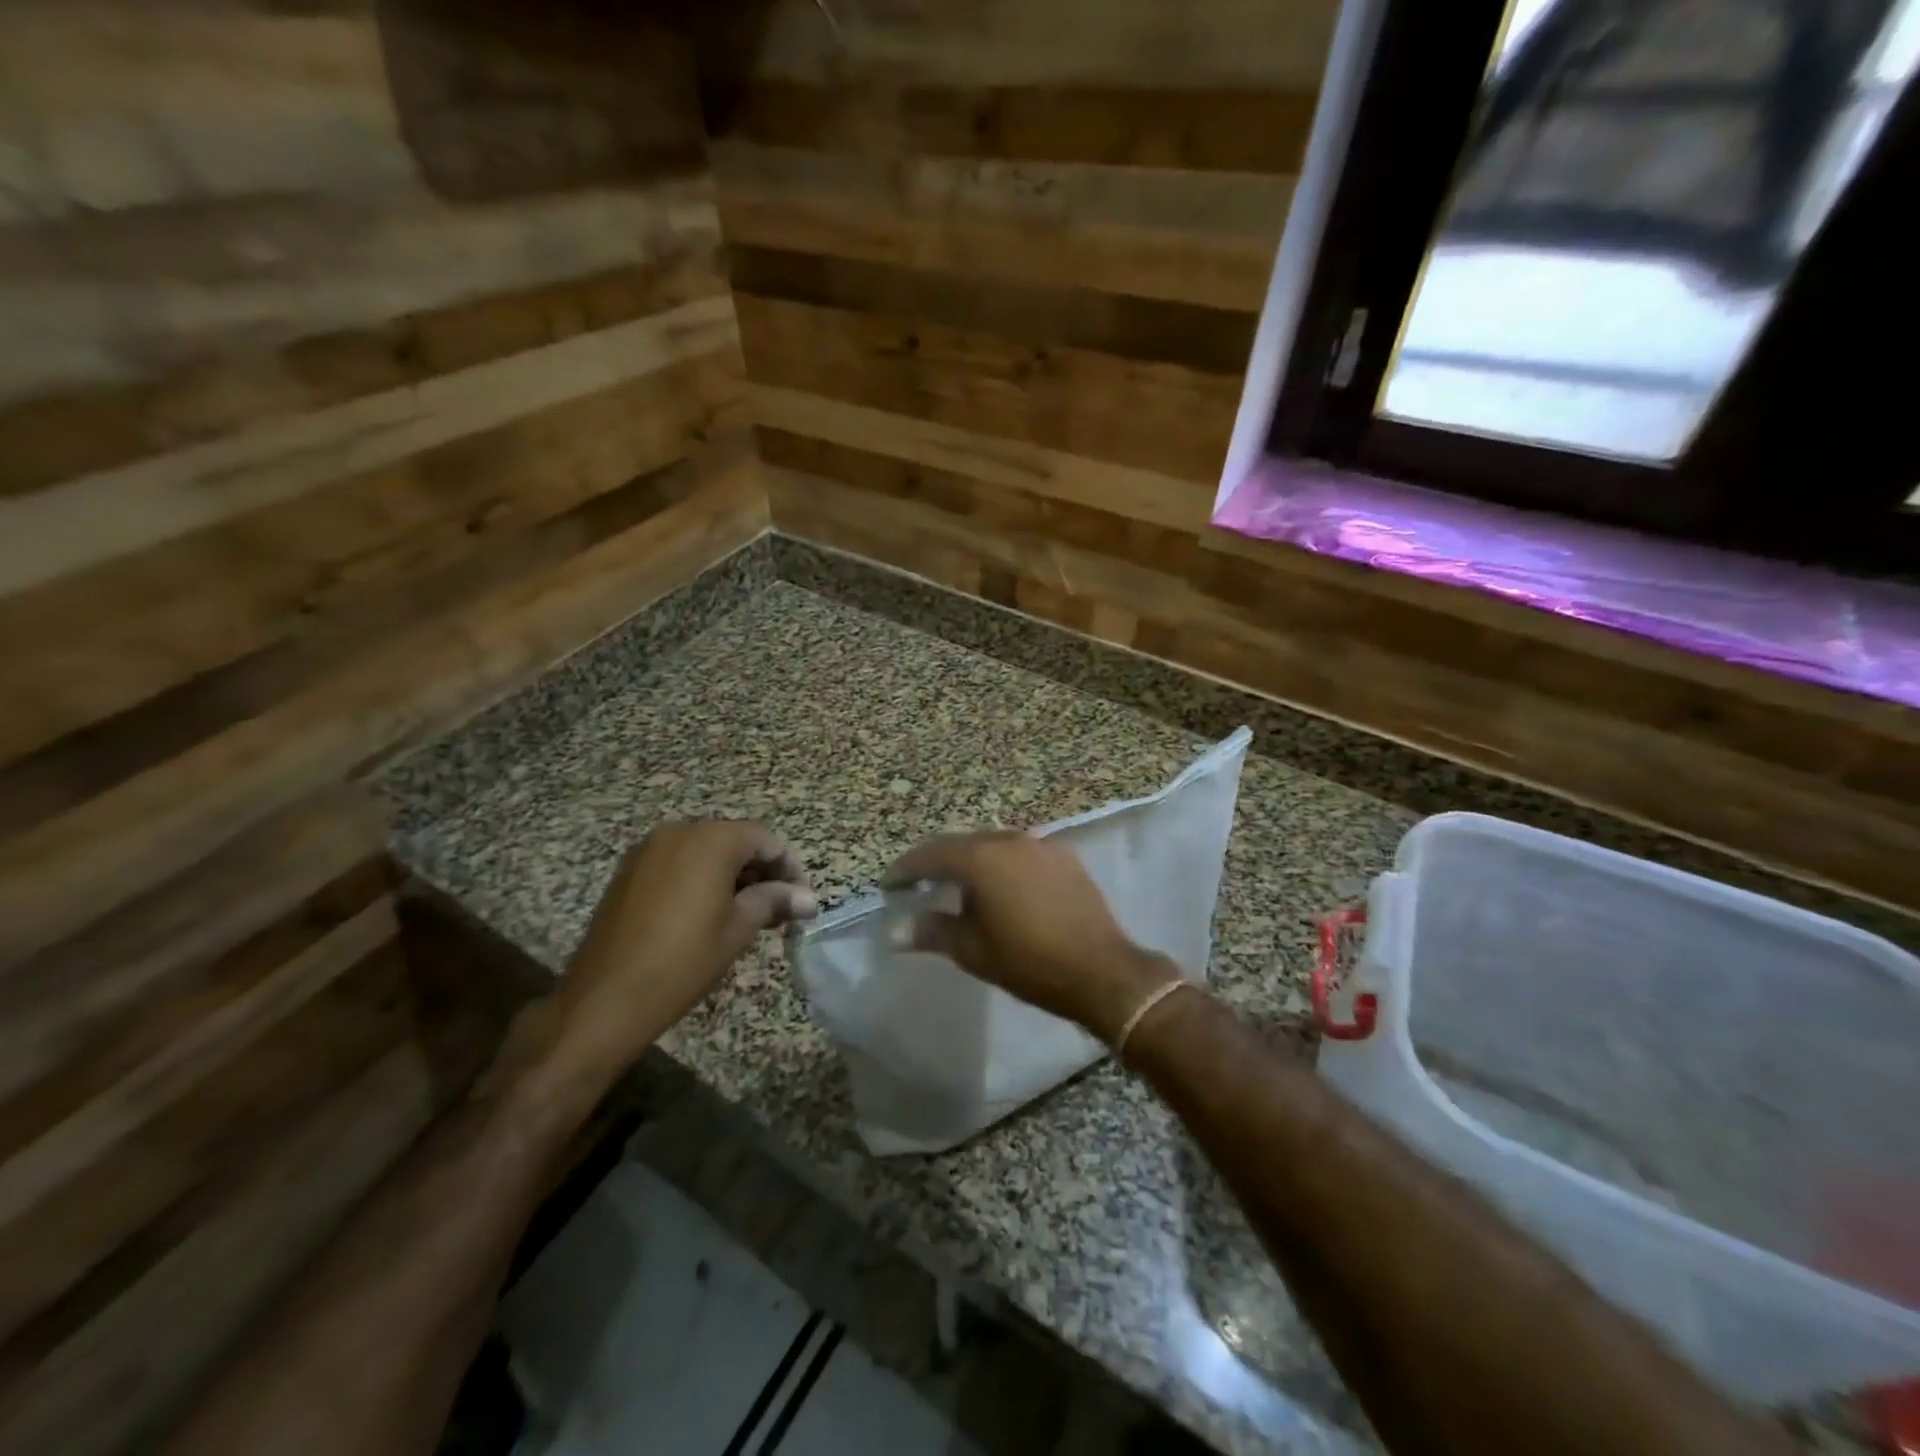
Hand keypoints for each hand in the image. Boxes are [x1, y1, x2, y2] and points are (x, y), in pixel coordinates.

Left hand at [555, 821, 816, 1067]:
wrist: (604, 1000)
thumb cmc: (683, 961)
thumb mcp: (738, 929)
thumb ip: (774, 901)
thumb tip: (808, 898)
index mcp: (710, 840)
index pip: (764, 839)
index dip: (789, 866)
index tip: (800, 899)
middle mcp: (677, 832)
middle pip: (733, 840)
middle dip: (760, 870)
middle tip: (778, 908)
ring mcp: (647, 850)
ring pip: (704, 851)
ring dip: (730, 874)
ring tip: (746, 913)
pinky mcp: (628, 872)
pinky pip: (676, 863)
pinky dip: (699, 878)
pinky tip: (707, 913)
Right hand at [883, 831, 1176, 1043]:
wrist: (1102, 970)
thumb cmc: (1029, 962)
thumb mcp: (973, 950)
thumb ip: (932, 931)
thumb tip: (895, 931)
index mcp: (982, 857)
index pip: (931, 854)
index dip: (905, 870)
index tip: (889, 887)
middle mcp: (1010, 839)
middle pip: (961, 844)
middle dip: (936, 863)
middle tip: (917, 886)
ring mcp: (1040, 845)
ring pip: (992, 845)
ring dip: (970, 862)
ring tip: (957, 888)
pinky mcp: (1063, 857)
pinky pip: (1019, 853)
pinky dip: (1000, 865)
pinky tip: (999, 889)